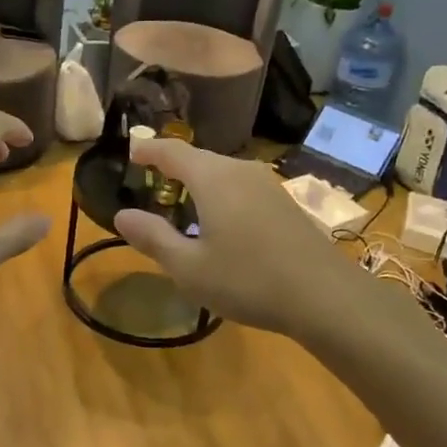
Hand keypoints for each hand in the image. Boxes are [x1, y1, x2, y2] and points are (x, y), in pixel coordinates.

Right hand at [114, 138, 358, 336]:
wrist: (324, 296)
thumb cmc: (247, 280)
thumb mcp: (189, 267)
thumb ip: (153, 238)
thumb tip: (122, 216)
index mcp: (213, 179)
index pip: (173, 152)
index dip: (149, 150)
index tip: (131, 152)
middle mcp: (241, 171)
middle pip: (200, 159)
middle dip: (174, 168)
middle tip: (152, 183)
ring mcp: (268, 186)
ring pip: (224, 174)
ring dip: (200, 184)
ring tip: (183, 204)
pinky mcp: (285, 204)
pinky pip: (242, 189)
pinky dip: (222, 197)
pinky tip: (221, 224)